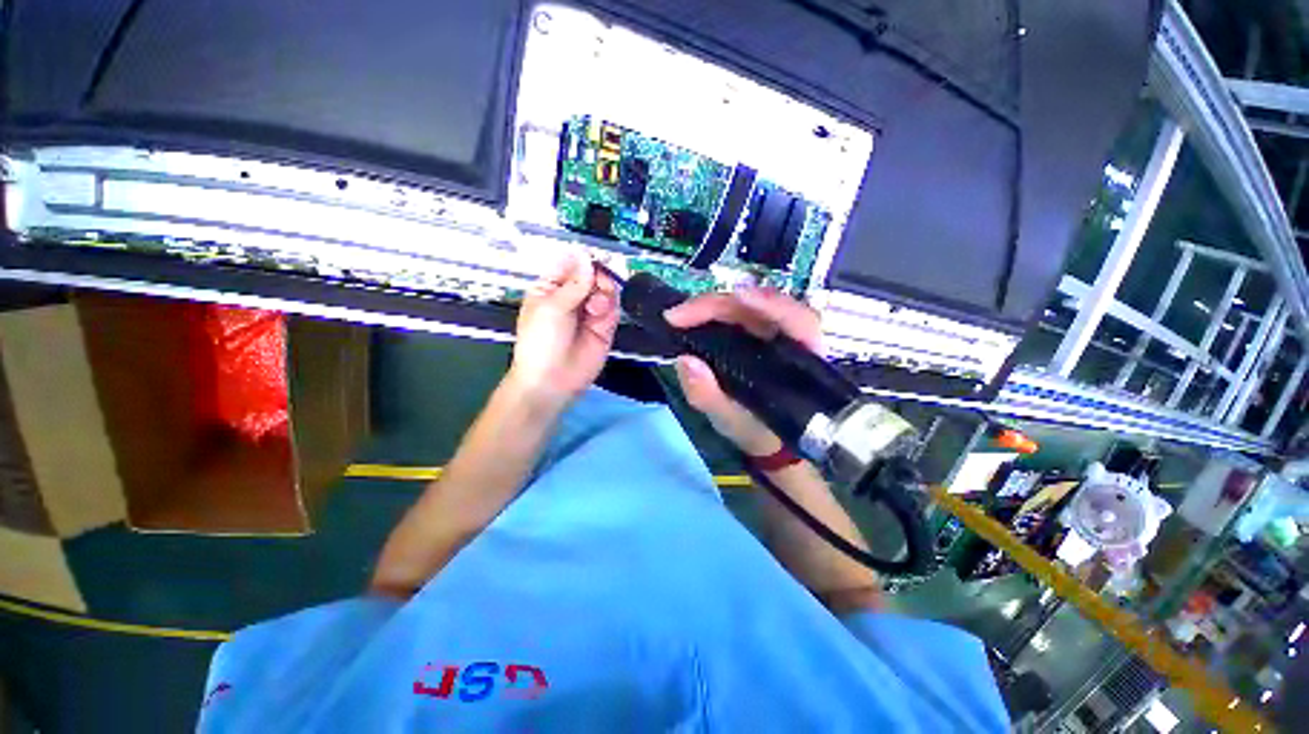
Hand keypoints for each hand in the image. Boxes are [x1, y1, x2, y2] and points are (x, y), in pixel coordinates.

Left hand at [507, 250, 618, 408]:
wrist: (553, 380)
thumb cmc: (541, 342)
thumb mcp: (552, 307)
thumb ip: (573, 283)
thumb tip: (586, 256)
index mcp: (551, 288)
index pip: (570, 265)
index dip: (582, 260)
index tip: (592, 259)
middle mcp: (572, 297)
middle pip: (592, 275)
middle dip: (597, 276)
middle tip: (597, 284)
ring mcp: (590, 312)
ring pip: (606, 290)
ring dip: (604, 293)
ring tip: (595, 307)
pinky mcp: (604, 327)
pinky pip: (613, 309)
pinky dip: (610, 308)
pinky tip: (600, 315)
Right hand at [664, 288, 822, 456]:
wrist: (769, 443)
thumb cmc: (760, 432)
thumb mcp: (734, 422)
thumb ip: (711, 396)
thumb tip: (685, 361)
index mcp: (803, 357)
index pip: (795, 318)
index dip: (766, 303)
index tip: (731, 299)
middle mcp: (792, 337)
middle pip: (761, 304)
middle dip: (718, 305)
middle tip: (678, 316)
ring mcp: (773, 332)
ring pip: (746, 306)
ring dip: (712, 307)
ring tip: (681, 316)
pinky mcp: (756, 334)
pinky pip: (737, 315)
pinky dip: (713, 314)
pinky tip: (693, 319)